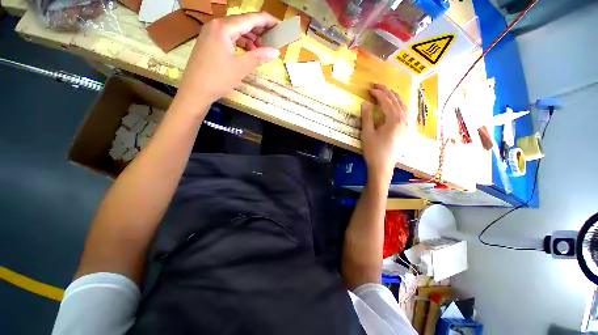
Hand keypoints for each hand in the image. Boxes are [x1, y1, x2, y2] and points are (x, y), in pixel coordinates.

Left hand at [176, 12, 279, 109]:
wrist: (195, 90)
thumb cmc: (218, 78)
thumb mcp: (241, 68)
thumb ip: (259, 57)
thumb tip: (276, 52)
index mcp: (223, 28)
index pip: (249, 18)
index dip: (266, 20)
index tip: (279, 25)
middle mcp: (215, 25)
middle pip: (241, 22)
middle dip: (258, 31)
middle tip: (272, 40)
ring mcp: (210, 33)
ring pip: (235, 30)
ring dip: (249, 38)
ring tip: (260, 50)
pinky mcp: (209, 42)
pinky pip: (228, 37)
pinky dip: (240, 43)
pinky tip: (247, 52)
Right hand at [361, 84, 407, 183]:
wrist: (383, 167)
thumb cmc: (373, 151)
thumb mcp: (367, 134)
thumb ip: (367, 117)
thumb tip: (365, 103)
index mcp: (394, 119)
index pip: (386, 101)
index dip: (378, 94)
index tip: (369, 89)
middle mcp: (404, 119)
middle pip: (397, 100)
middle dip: (387, 91)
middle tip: (377, 86)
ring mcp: (407, 125)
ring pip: (403, 105)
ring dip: (394, 97)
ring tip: (386, 92)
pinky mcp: (407, 130)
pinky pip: (406, 112)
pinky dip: (400, 105)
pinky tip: (397, 105)